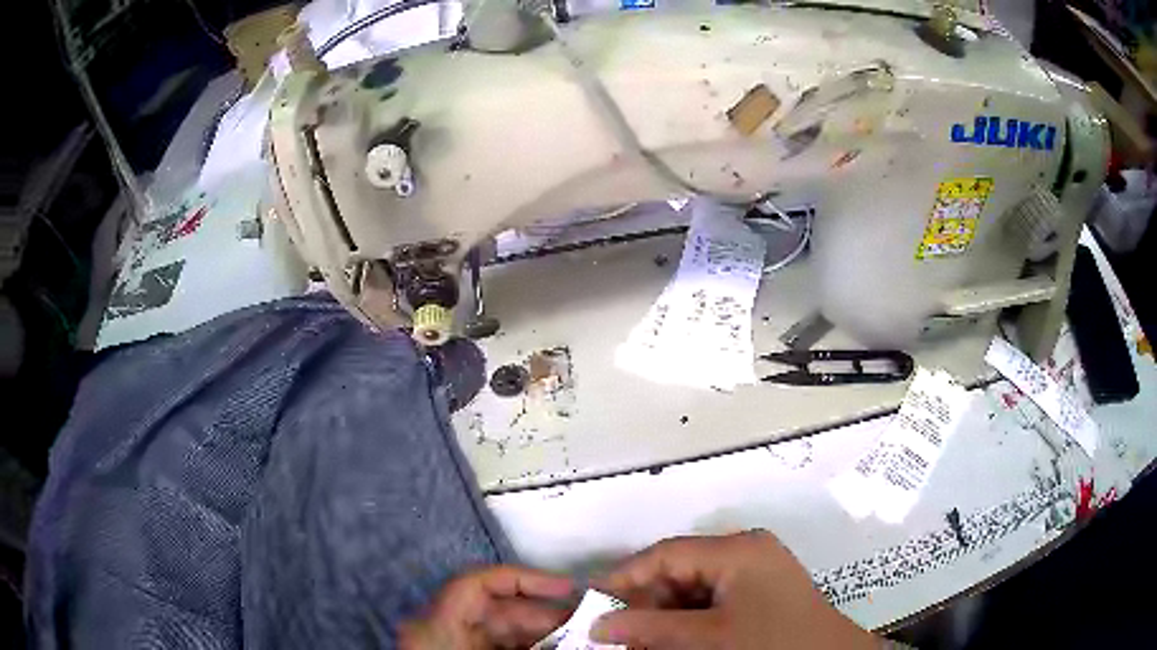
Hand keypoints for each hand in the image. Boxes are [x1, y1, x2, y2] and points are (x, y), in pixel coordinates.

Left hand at [399, 566, 572, 649]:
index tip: (569, 589)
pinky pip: (501, 648)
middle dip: (549, 619)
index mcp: (437, 627)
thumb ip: (537, 649)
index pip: (479, 584)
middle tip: (592, 627)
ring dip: (546, 638)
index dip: (525, 579)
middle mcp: (444, 631)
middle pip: (501, 611)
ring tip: (583, 641)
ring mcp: (456, 647)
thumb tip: (583, 640)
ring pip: (506, 633)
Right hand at [592, 532, 877, 649]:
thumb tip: (598, 625)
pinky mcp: (760, 592)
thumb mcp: (707, 637)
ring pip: (692, 589)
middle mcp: (746, 551)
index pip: (666, 554)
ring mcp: (755, 572)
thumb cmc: (771, 644)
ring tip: (639, 642)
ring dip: (663, 616)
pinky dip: (687, 621)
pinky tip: (671, 641)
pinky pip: (711, 601)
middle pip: (679, 571)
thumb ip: (650, 628)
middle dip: (644, 603)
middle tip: (615, 633)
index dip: (625, 578)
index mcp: (737, 550)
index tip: (592, 606)